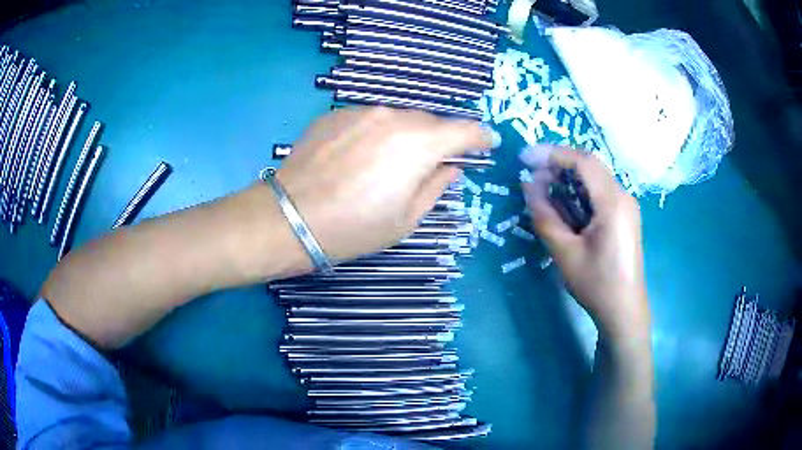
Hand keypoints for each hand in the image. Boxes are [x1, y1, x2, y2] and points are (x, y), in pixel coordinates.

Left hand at [276, 107, 495, 262]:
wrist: (290, 217)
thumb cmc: (354, 227)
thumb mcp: (406, 219)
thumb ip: (436, 186)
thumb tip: (451, 168)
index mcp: (419, 143)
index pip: (465, 129)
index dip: (481, 136)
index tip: (487, 144)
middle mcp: (393, 116)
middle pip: (430, 122)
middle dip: (438, 140)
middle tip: (431, 164)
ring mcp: (361, 111)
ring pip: (397, 119)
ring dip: (404, 136)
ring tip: (388, 164)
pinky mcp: (335, 114)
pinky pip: (368, 120)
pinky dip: (374, 134)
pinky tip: (357, 159)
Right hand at [521, 146, 649, 339]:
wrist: (624, 312)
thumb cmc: (597, 285)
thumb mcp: (565, 253)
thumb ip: (545, 216)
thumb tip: (528, 185)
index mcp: (613, 202)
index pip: (583, 161)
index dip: (552, 154)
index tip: (525, 158)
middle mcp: (624, 196)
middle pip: (590, 166)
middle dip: (558, 164)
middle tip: (531, 175)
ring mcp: (626, 206)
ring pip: (594, 178)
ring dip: (568, 178)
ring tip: (542, 187)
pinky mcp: (624, 216)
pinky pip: (599, 193)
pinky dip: (578, 192)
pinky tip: (563, 202)